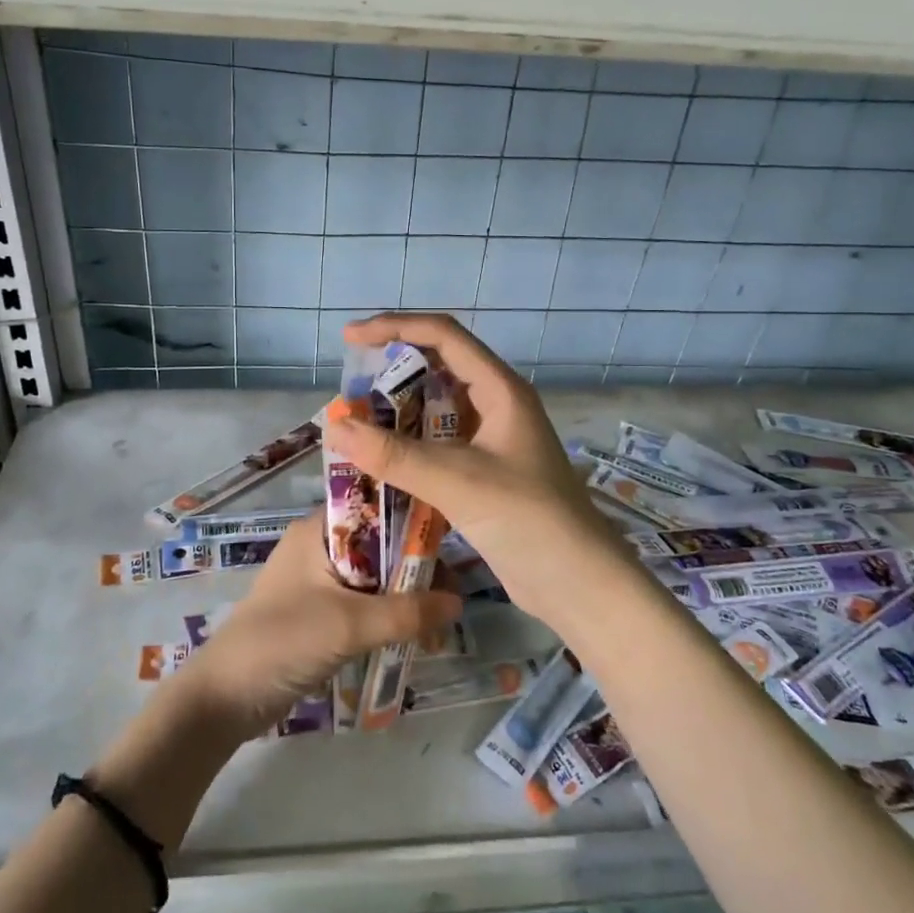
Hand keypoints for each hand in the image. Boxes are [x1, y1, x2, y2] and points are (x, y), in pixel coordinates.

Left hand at [178, 514, 462, 740]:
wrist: (224, 698)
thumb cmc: (283, 641)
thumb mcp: (350, 624)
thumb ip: (406, 612)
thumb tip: (459, 601)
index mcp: (318, 529)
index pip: (375, 506)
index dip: (413, 517)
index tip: (452, 538)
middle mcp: (319, 545)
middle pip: (380, 543)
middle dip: (415, 567)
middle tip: (452, 594)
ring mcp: (317, 580)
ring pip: (375, 576)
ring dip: (404, 596)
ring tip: (438, 622)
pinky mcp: (318, 612)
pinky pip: (363, 603)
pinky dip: (387, 615)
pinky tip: (413, 635)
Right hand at [325, 313, 636, 626]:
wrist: (578, 585)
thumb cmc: (529, 519)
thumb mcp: (458, 482)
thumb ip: (394, 455)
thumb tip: (335, 427)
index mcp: (500, 390)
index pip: (443, 336)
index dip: (395, 327)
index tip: (350, 338)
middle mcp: (496, 406)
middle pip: (438, 368)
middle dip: (392, 373)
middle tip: (349, 390)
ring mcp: (492, 441)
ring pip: (436, 411)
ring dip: (397, 414)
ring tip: (355, 426)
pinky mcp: (484, 473)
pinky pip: (438, 446)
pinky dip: (407, 448)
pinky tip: (379, 464)